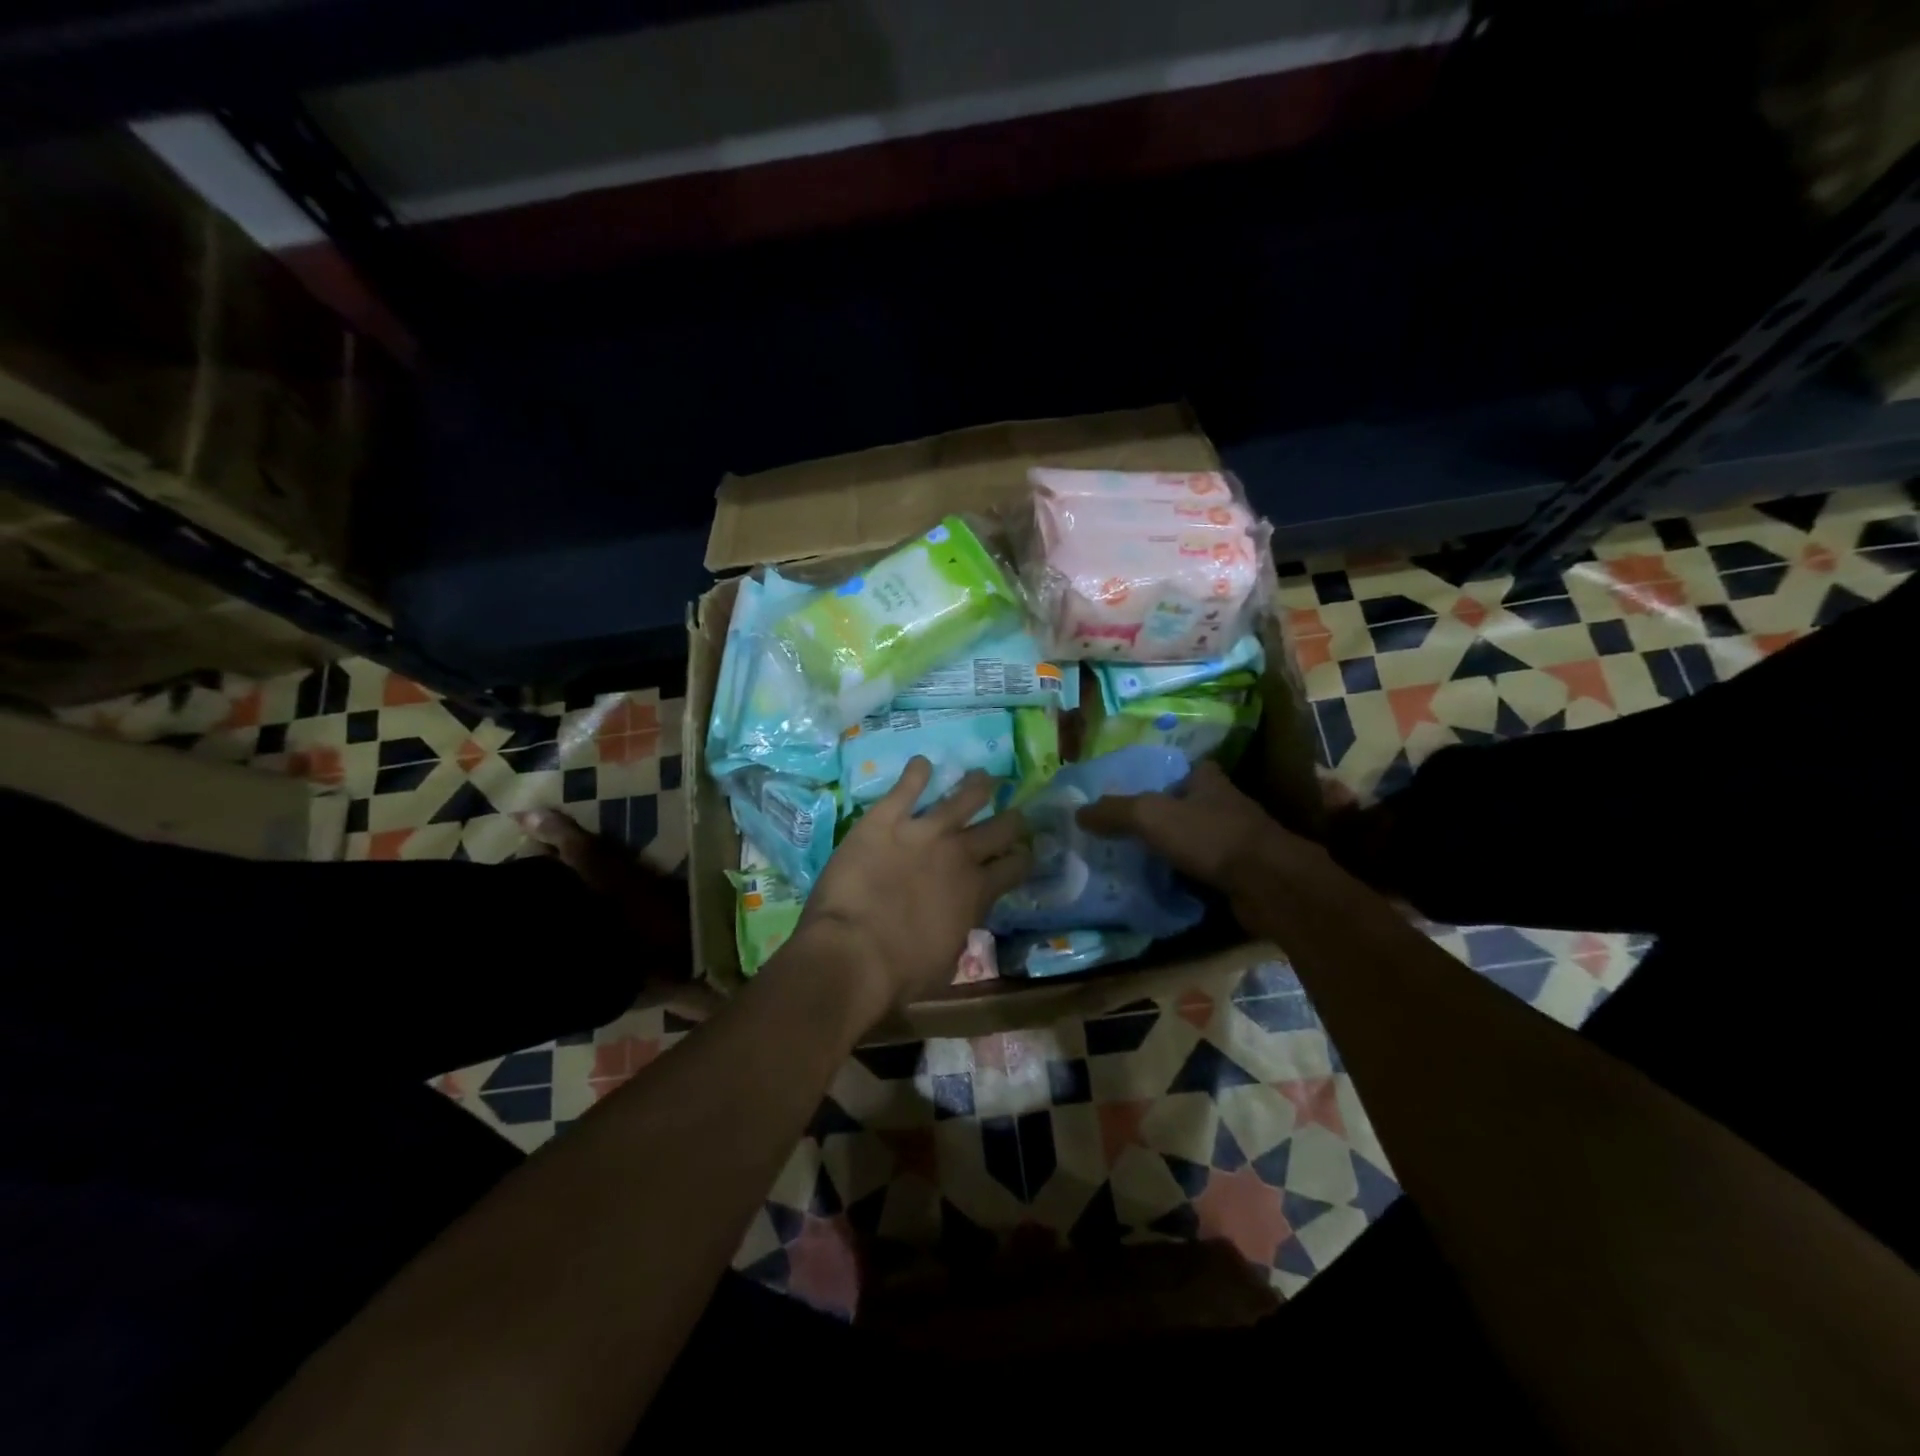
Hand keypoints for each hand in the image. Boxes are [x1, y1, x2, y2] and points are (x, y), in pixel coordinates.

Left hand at [794, 758, 1031, 1016]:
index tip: (1026, 852)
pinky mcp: (885, 820)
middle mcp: (959, 854)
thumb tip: (958, 921)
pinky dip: (916, 772)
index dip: (1023, 858)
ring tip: (984, 776)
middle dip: (1011, 820)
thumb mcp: (946, 962)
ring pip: (962, 798)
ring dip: (977, 786)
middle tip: (1015, 813)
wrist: (853, 953)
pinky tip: (922, 762)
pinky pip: (906, 787)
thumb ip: (959, 931)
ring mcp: (923, 832)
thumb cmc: (900, 973)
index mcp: (977, 892)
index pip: (1013, 867)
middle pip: (998, 828)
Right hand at [1075, 760, 1298, 899]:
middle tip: (1123, 830)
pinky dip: (1185, 876)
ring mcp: (1237, 840)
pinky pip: (1204, 870)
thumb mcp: (1151, 815)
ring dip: (1172, 849)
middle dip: (1161, 816)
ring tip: (1134, 860)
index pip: (1183, 769)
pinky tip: (1160, 885)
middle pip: (1186, 805)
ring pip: (1196, 839)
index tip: (1132, 791)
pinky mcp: (1241, 873)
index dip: (1160, 777)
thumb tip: (1078, 813)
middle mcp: (1225, 805)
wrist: (1268, 885)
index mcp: (1209, 781)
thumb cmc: (1210, 837)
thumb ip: (1114, 812)